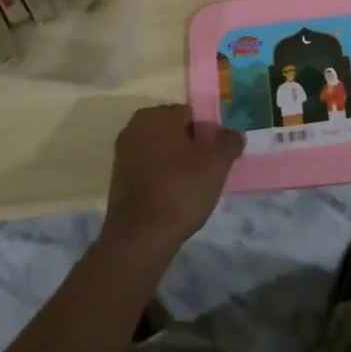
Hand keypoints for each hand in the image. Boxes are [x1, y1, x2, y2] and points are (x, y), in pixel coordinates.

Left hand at [101, 104, 243, 256]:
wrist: (140, 237)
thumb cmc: (181, 190)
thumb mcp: (217, 163)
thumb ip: (229, 142)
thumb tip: (234, 134)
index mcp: (157, 115)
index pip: (191, 115)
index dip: (206, 137)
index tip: (212, 160)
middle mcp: (135, 126)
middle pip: (174, 132)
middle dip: (190, 149)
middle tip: (204, 174)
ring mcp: (122, 152)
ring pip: (160, 151)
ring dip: (174, 164)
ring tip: (188, 191)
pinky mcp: (117, 178)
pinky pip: (147, 169)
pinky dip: (159, 178)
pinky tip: (170, 200)